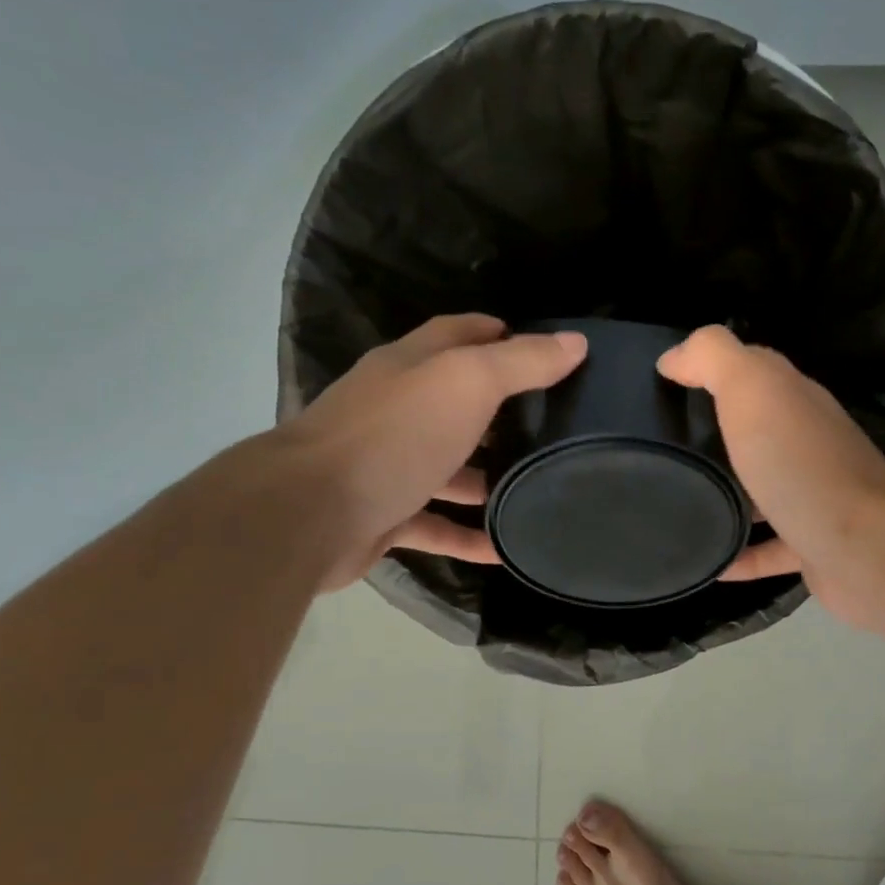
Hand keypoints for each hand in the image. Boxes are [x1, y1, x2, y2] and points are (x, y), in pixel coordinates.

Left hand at [280, 314, 586, 588]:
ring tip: (539, 488)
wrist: (310, 514)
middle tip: (555, 425)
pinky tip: (505, 550)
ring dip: (488, 478)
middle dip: (501, 411)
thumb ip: (520, 363)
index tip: (547, 350)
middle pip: (455, 403)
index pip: (458, 336)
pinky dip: (469, 536)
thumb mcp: (466, 385)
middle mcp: (397, 411)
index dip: (499, 334)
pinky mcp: (385, 515)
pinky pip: (437, 526)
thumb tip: (575, 342)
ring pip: (448, 468)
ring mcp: (388, 465)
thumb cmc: (393, 436)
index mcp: (411, 368)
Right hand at [657, 326, 884, 621]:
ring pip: (763, 492)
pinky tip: (710, 564)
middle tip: (663, 449)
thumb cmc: (800, 463)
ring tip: (679, 504)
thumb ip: (713, 359)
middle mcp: (808, 444)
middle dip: (715, 436)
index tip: (664, 387)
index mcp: (795, 402)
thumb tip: (674, 358)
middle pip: (757, 432)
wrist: (862, 546)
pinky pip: (768, 550)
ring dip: (727, 496)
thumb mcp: (752, 389)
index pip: (754, 373)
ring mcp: (813, 497)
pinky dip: (739, 556)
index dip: (711, 371)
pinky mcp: (812, 546)